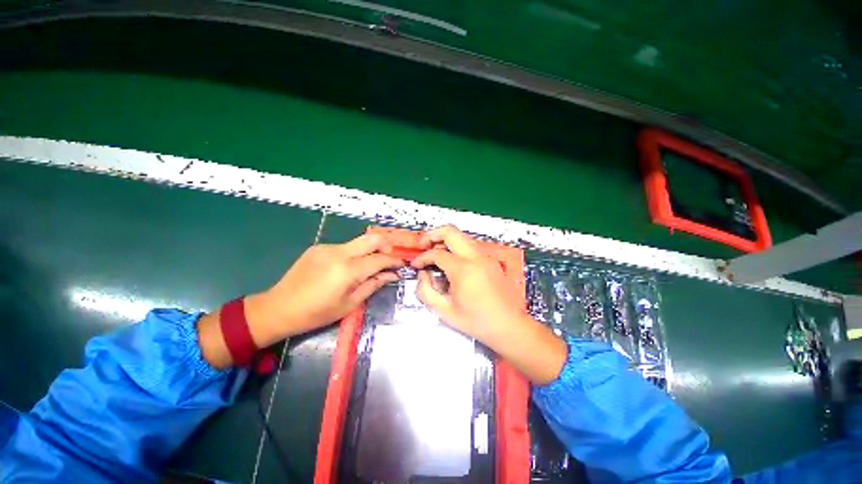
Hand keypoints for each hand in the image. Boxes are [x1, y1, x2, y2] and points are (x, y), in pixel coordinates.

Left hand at [199, 234, 402, 366]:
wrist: (279, 308)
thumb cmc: (317, 313)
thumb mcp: (350, 303)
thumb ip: (374, 285)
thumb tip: (392, 275)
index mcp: (347, 270)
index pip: (380, 258)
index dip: (394, 260)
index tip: (402, 265)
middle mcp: (339, 252)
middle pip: (372, 238)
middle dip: (386, 245)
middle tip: (389, 258)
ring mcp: (327, 247)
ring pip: (359, 241)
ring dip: (369, 250)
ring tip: (369, 266)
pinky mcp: (318, 246)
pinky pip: (344, 246)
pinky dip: (354, 253)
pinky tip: (348, 267)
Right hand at [410, 226, 524, 345]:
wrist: (509, 326)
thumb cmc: (477, 321)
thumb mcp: (444, 311)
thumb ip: (426, 291)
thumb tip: (423, 274)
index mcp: (463, 269)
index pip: (436, 253)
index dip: (422, 257)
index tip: (416, 265)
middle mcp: (475, 257)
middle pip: (450, 231)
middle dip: (432, 234)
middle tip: (422, 244)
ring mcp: (485, 257)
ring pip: (461, 236)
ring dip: (445, 240)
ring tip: (435, 253)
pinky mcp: (491, 261)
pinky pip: (470, 247)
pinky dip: (457, 248)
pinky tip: (452, 263)